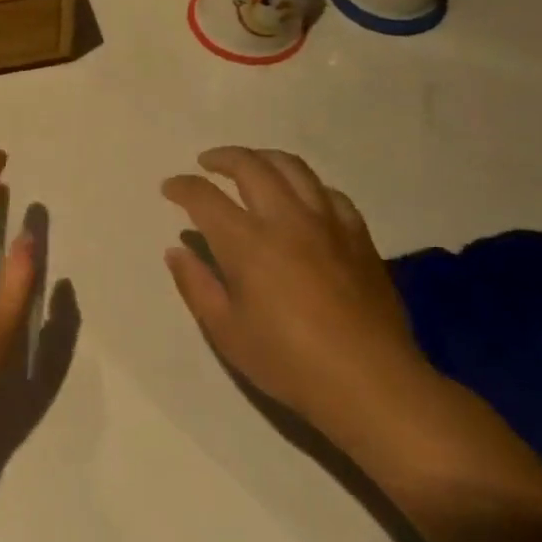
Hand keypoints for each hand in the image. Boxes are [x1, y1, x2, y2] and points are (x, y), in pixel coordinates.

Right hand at [162, 147, 437, 442]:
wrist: (372, 383)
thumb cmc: (289, 362)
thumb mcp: (226, 332)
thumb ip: (197, 285)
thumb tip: (176, 251)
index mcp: (247, 242)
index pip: (205, 197)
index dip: (182, 186)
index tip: (170, 188)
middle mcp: (286, 219)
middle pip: (250, 166)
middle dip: (222, 158)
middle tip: (206, 163)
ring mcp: (327, 223)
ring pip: (293, 168)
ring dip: (264, 158)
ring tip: (250, 165)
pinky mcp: (358, 236)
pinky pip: (329, 193)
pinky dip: (307, 185)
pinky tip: (301, 197)